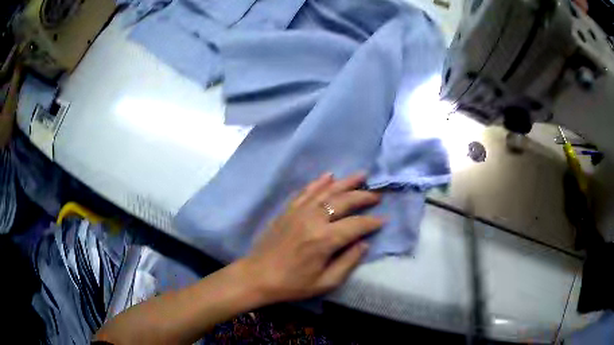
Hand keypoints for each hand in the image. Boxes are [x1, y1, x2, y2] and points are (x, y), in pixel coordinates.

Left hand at [239, 172, 383, 303]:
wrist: (257, 276)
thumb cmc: (292, 284)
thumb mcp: (324, 282)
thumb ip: (348, 262)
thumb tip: (364, 244)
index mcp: (324, 240)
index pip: (356, 225)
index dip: (372, 222)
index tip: (384, 219)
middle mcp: (313, 219)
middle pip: (344, 201)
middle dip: (363, 197)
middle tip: (377, 195)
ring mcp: (299, 211)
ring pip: (327, 191)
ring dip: (346, 182)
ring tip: (361, 175)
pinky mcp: (288, 210)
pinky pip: (306, 191)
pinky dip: (319, 182)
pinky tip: (329, 176)